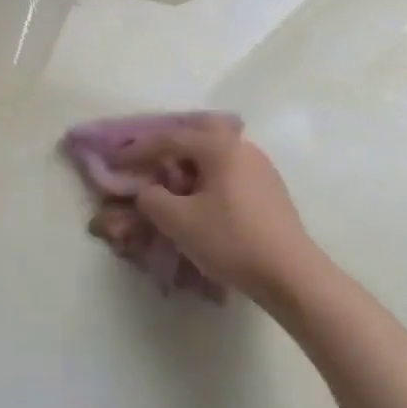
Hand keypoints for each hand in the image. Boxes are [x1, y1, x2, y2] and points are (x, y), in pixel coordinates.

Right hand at [115, 117, 327, 303]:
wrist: (291, 276)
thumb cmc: (231, 240)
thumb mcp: (177, 221)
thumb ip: (151, 198)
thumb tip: (148, 191)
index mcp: (220, 147)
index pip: (169, 138)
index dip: (137, 149)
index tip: (115, 160)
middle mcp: (242, 147)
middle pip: (199, 131)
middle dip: (171, 142)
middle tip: (150, 158)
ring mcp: (261, 168)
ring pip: (217, 151)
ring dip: (191, 160)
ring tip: (172, 181)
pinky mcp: (270, 190)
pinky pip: (230, 169)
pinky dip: (208, 175)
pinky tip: (201, 198)